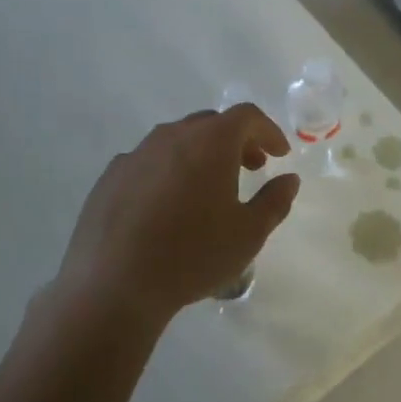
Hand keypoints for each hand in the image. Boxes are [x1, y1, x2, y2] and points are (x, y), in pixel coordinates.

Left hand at [52, 105, 299, 327]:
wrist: (114, 284)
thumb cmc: (193, 255)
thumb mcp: (249, 234)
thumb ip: (275, 201)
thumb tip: (289, 179)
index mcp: (210, 142)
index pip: (247, 117)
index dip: (268, 131)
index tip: (279, 154)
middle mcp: (172, 136)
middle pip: (211, 123)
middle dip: (236, 141)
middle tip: (251, 168)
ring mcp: (136, 154)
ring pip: (177, 140)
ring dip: (201, 154)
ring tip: (209, 187)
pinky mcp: (111, 176)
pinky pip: (149, 161)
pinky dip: (169, 170)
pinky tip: (168, 205)